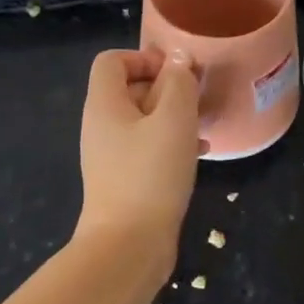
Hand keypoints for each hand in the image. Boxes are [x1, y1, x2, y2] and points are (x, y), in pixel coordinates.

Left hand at [77, 48, 202, 248]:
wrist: (128, 245)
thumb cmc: (151, 174)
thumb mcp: (174, 120)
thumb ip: (179, 83)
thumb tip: (178, 59)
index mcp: (104, 105)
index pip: (112, 61)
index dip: (144, 57)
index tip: (177, 75)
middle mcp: (101, 125)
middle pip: (129, 88)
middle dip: (165, 88)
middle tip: (196, 100)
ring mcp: (110, 155)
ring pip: (143, 120)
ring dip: (173, 116)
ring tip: (202, 125)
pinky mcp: (124, 179)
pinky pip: (147, 147)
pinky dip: (170, 143)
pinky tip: (199, 154)